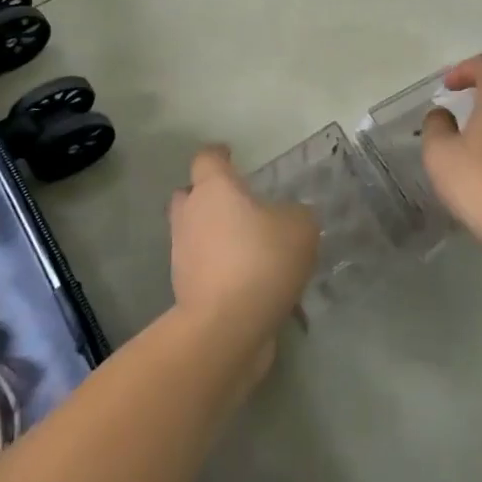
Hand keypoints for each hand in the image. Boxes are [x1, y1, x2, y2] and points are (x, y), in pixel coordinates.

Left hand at [168, 146, 318, 352]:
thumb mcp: (300, 228)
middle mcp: (190, 214)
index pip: (207, 158)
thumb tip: (288, 216)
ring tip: (247, 247)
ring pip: (193, 232)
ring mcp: (182, 252)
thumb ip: (296, 214)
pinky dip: (218, 268)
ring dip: (213, 235)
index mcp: (214, 188)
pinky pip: (202, 267)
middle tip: (235, 203)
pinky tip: (247, 280)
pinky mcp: (184, 288)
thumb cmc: (262, 259)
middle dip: (207, 196)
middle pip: (189, 194)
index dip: (219, 155)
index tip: (230, 155)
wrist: (226, 326)